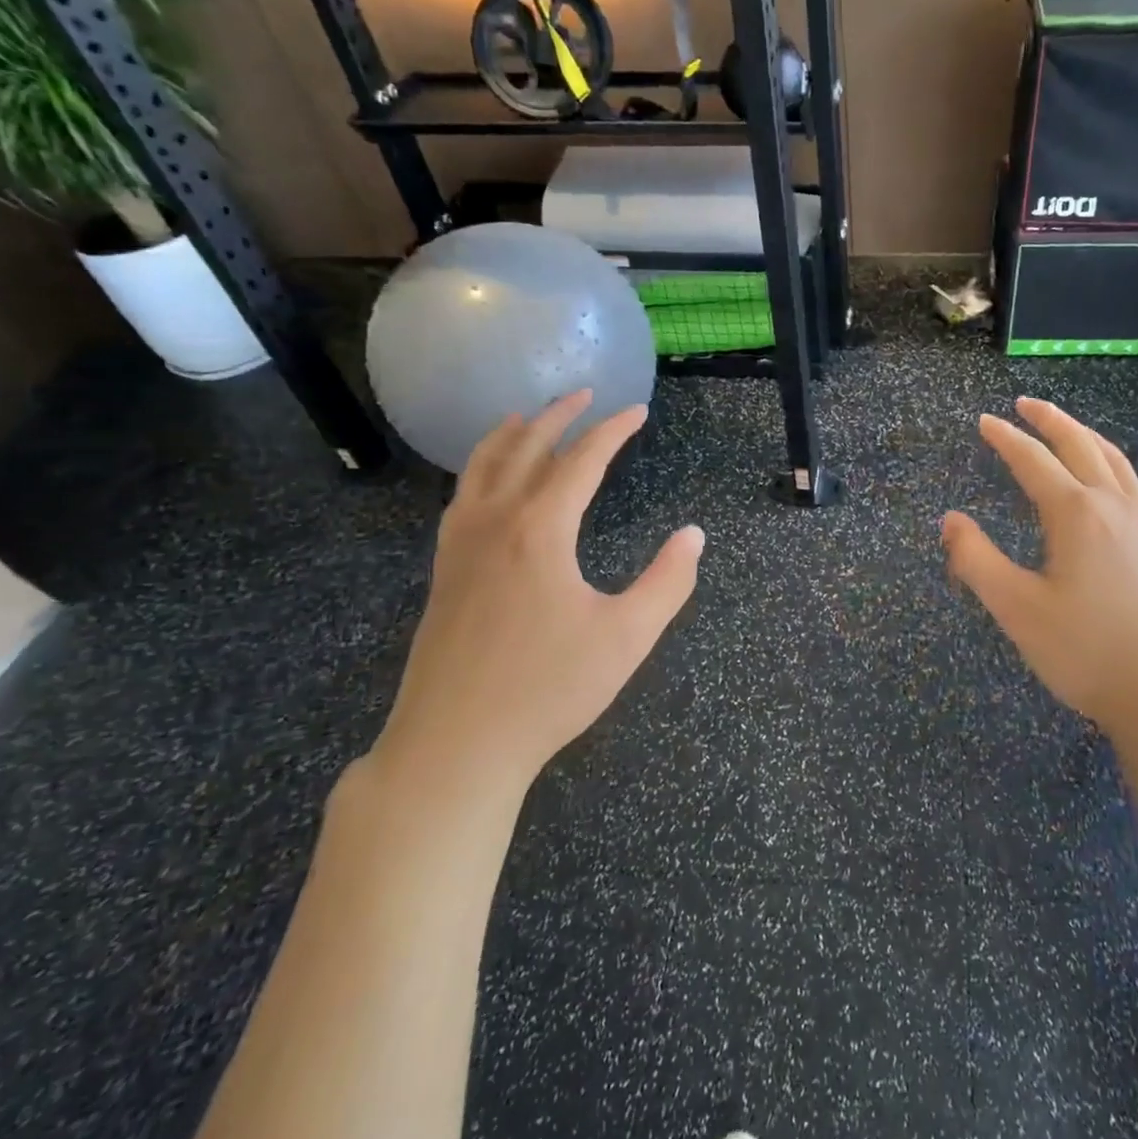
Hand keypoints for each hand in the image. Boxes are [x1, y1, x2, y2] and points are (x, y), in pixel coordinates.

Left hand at [370, 393, 703, 816]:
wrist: (454, 745)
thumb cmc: (548, 689)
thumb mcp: (627, 637)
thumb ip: (667, 582)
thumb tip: (693, 535)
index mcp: (539, 530)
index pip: (581, 460)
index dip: (613, 431)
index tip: (638, 411)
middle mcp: (494, 522)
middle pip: (525, 448)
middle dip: (559, 415)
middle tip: (585, 392)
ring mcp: (460, 546)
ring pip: (481, 467)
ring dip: (510, 433)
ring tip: (527, 414)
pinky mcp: (444, 572)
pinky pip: (462, 497)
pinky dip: (479, 469)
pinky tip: (487, 481)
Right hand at [941, 398, 1137, 749]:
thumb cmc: (1087, 652)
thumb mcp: (1017, 609)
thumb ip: (976, 560)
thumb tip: (950, 520)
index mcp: (1077, 513)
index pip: (1033, 460)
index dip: (1005, 438)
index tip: (983, 421)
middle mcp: (1114, 506)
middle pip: (1081, 445)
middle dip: (1050, 420)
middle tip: (1025, 404)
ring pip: (1116, 460)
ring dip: (1086, 436)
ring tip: (1067, 427)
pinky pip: (1136, 486)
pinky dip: (1116, 465)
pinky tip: (1114, 481)